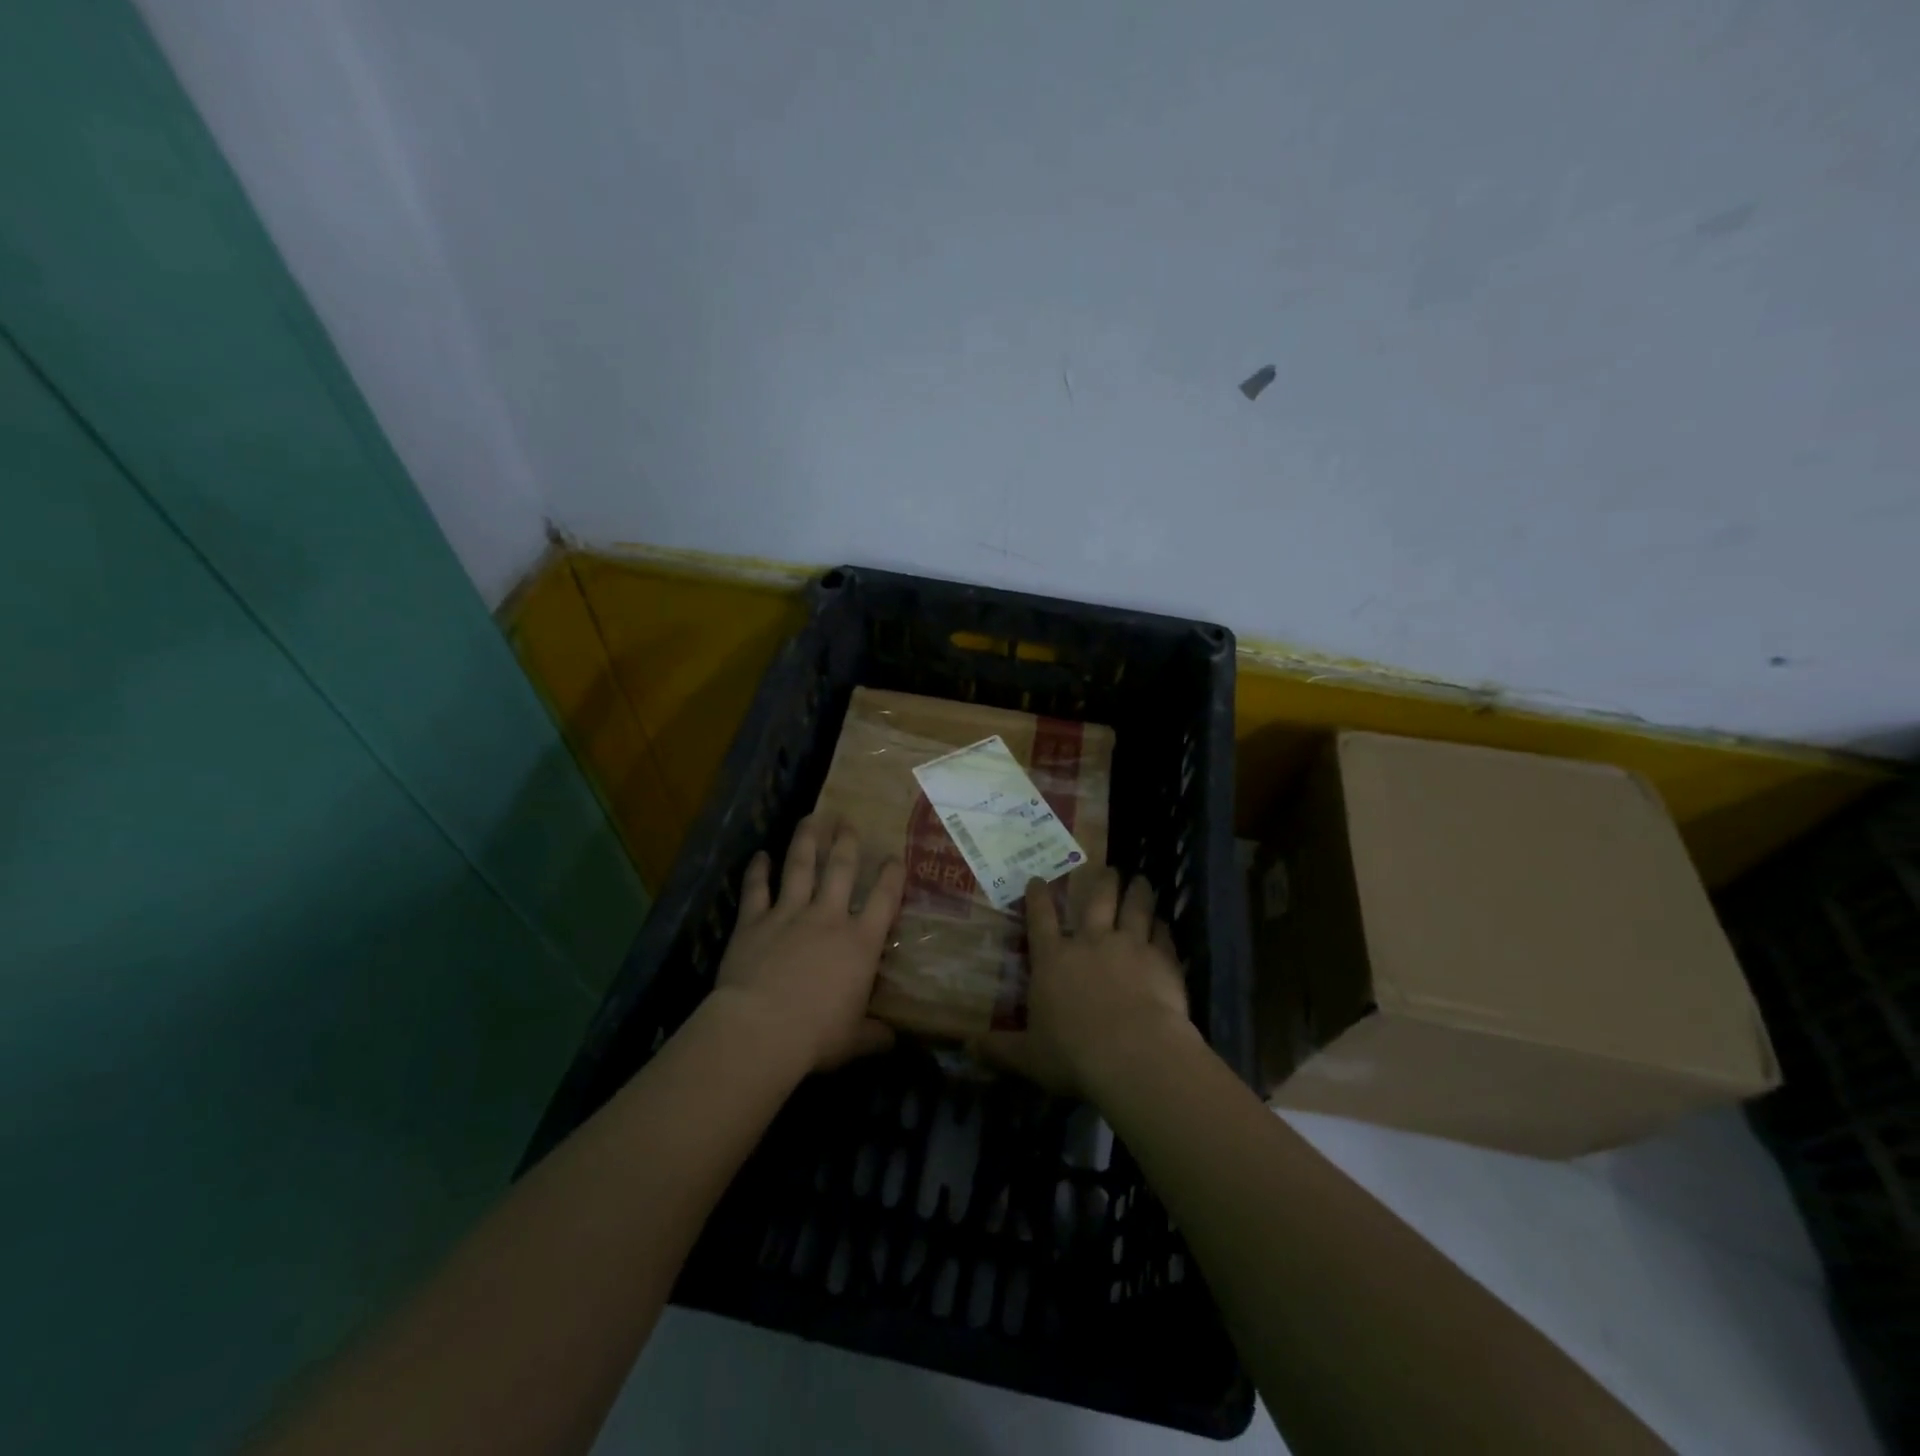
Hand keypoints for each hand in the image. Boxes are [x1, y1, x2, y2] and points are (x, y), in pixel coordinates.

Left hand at [708, 814, 905, 1076]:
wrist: (760, 1030)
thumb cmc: (816, 1036)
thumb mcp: (855, 1041)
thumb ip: (875, 1035)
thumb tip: (894, 1040)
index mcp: (859, 942)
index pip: (883, 899)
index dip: (891, 875)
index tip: (894, 857)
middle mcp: (827, 918)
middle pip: (840, 869)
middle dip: (846, 842)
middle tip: (848, 822)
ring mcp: (788, 915)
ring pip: (800, 867)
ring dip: (807, 840)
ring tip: (812, 818)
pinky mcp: (753, 922)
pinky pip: (755, 889)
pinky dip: (757, 870)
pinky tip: (760, 854)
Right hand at [973, 869, 1198, 1099]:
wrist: (1134, 1054)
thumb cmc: (1073, 1054)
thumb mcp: (1028, 1056)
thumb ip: (1000, 1049)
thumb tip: (967, 1046)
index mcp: (1053, 959)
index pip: (1041, 919)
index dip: (1038, 897)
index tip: (1038, 878)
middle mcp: (1090, 942)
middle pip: (1097, 901)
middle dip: (1102, 882)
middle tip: (1108, 869)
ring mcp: (1129, 946)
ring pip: (1134, 909)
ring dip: (1138, 893)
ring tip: (1141, 880)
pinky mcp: (1161, 960)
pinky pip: (1163, 936)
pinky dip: (1163, 928)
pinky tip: (1165, 923)